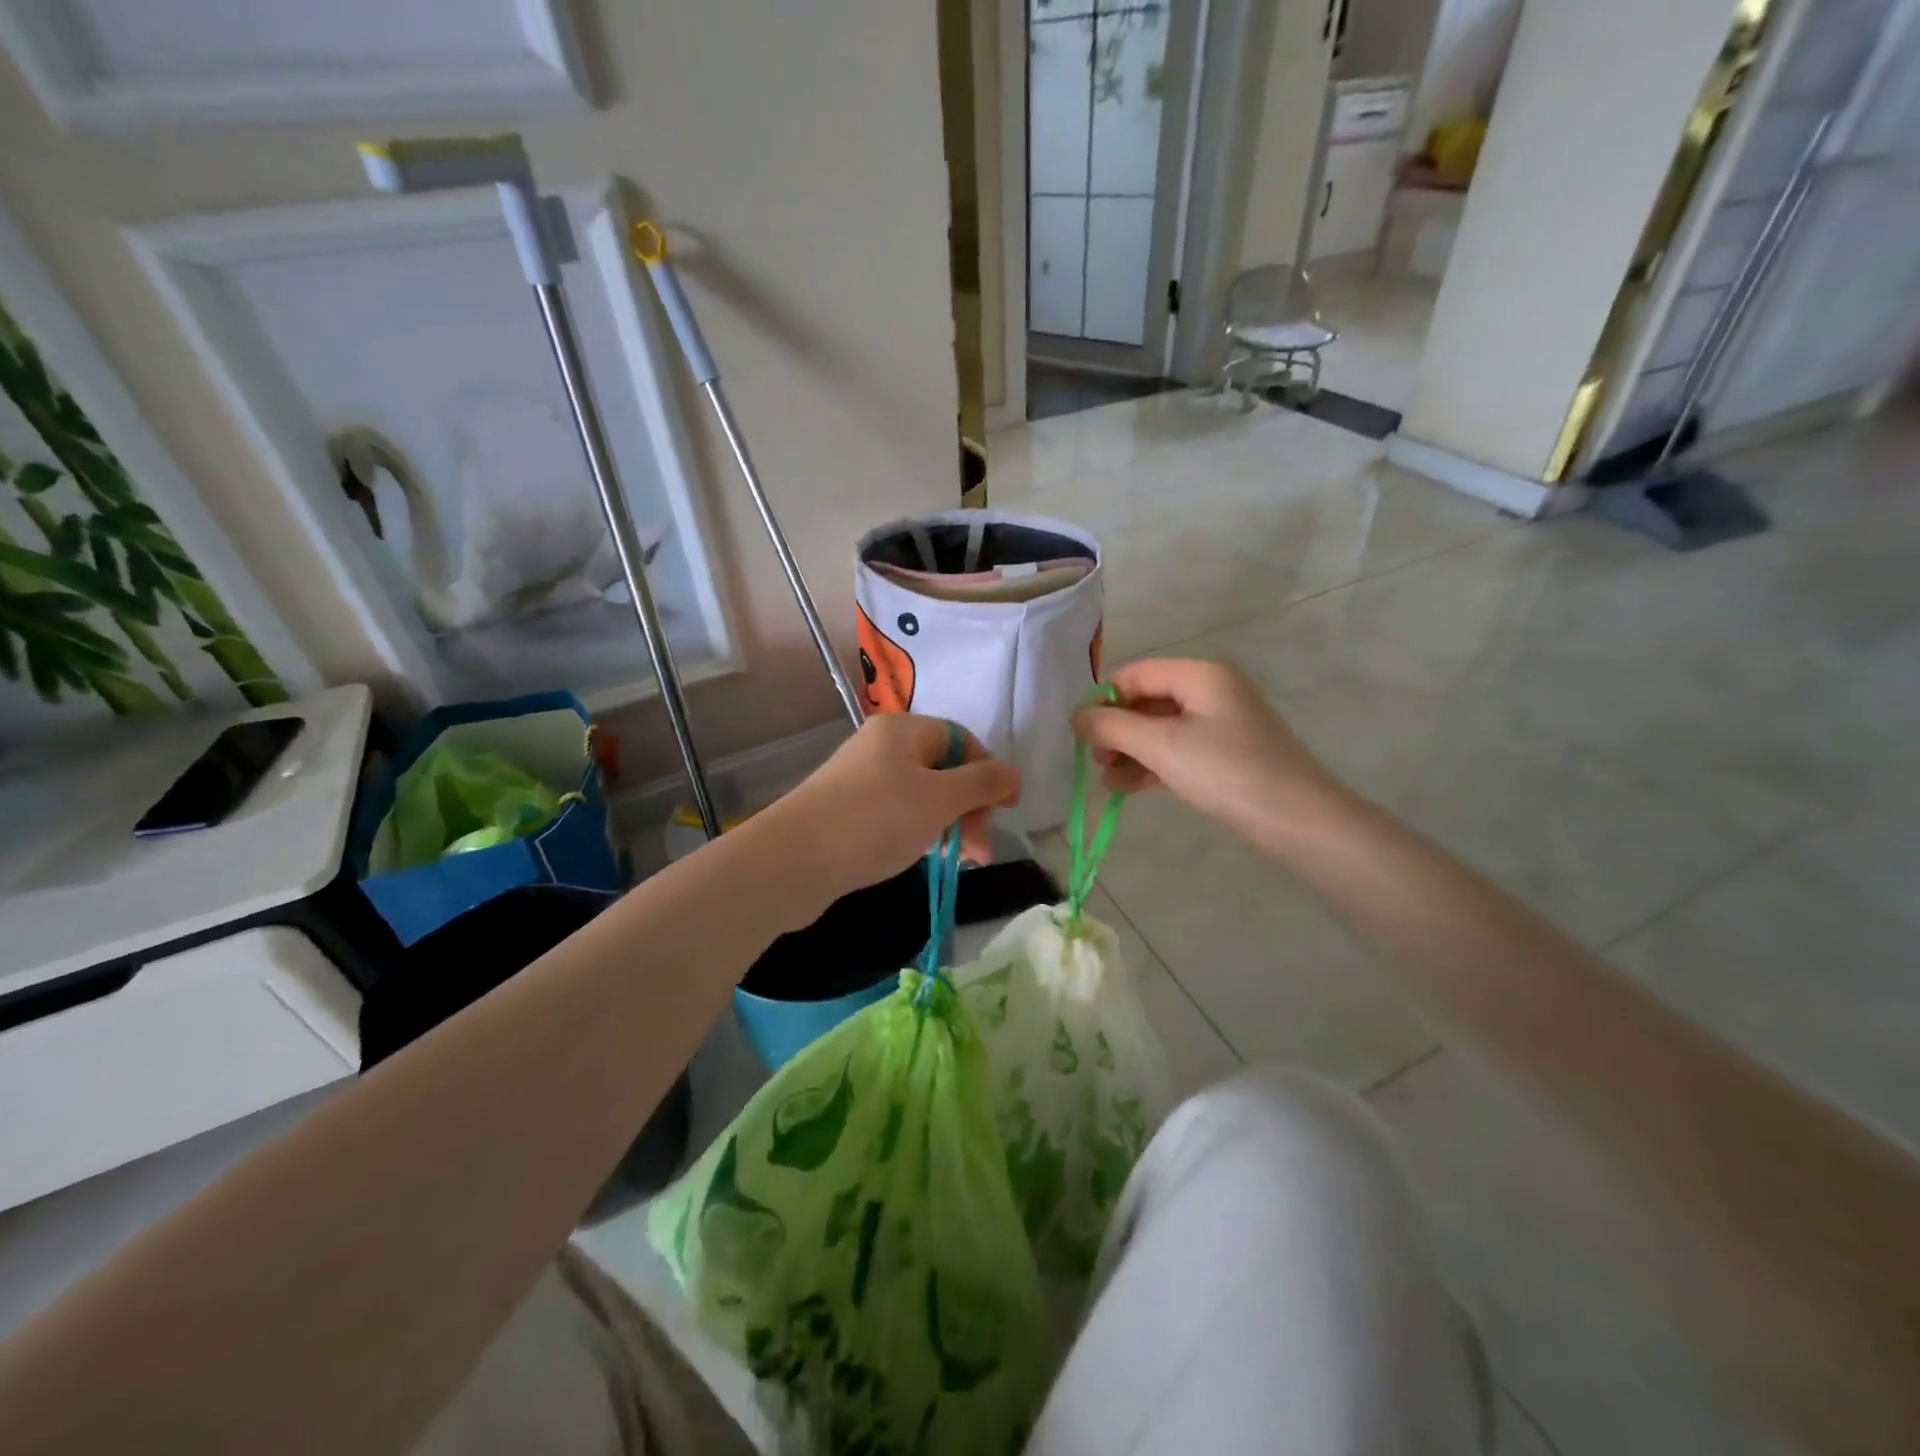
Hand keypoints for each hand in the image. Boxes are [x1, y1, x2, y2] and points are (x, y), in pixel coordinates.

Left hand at [768, 713, 1020, 904]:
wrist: (794, 860)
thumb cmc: (876, 819)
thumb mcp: (939, 799)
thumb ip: (982, 783)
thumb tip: (1013, 773)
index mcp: (903, 730)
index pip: (960, 739)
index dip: (987, 771)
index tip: (1005, 809)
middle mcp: (881, 747)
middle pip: (942, 768)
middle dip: (969, 806)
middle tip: (980, 847)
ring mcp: (861, 779)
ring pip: (921, 796)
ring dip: (948, 824)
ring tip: (962, 861)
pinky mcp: (848, 811)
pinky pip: (897, 814)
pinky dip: (918, 832)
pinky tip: (925, 856)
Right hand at [1072, 659, 1344, 842]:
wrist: (1296, 820)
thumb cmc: (1226, 771)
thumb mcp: (1162, 745)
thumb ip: (1112, 727)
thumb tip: (1076, 715)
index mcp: (1200, 675)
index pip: (1134, 674)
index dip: (1102, 700)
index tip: (1079, 734)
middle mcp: (1211, 691)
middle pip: (1146, 700)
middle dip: (1115, 729)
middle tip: (1095, 759)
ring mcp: (1220, 724)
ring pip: (1159, 729)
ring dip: (1129, 750)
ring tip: (1107, 780)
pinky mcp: (1224, 755)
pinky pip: (1176, 750)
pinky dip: (1150, 764)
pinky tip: (1126, 787)